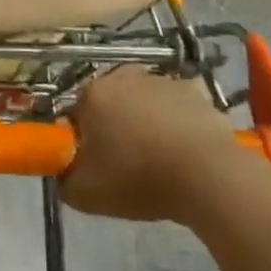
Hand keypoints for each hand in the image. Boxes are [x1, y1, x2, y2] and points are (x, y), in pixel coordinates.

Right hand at [62, 66, 270, 223]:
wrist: (206, 175)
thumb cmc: (138, 178)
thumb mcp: (84, 194)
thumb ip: (63, 178)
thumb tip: (63, 170)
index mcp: (93, 94)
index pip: (76, 113)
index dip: (83, 140)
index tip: (95, 164)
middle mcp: (124, 76)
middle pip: (111, 102)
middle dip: (114, 125)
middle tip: (126, 161)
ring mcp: (162, 80)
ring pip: (144, 101)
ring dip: (146, 121)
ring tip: (160, 159)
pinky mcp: (195, 91)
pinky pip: (176, 107)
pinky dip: (177, 122)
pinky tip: (185, 151)